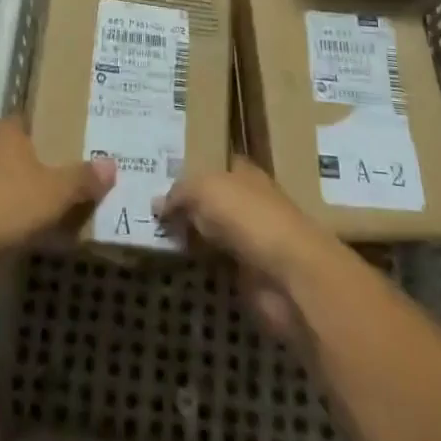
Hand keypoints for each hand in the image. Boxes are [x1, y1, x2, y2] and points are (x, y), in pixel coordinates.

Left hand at [0, 117, 114, 260]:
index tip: (57, 132)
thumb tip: (111, 164)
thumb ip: (83, 179)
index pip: (22, 118)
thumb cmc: (9, 204)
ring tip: (41, 205)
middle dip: (30, 160)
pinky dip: (2, 214)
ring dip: (14, 189)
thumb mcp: (56, 192)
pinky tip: (17, 231)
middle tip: (58, 172)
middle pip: (10, 149)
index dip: (38, 124)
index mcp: (8, 136)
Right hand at [157, 163, 350, 338]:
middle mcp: (250, 202)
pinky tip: (177, 262)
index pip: (216, 165)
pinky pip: (218, 263)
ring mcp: (252, 240)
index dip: (193, 169)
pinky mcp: (251, 275)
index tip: (162, 176)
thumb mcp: (205, 189)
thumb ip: (180, 192)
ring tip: (156, 236)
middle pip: (214, 200)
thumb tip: (158, 203)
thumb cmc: (249, 217)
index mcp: (245, 173)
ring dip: (193, 236)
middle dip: (189, 205)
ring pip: (214, 232)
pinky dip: (202, 264)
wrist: (288, 276)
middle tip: (152, 209)